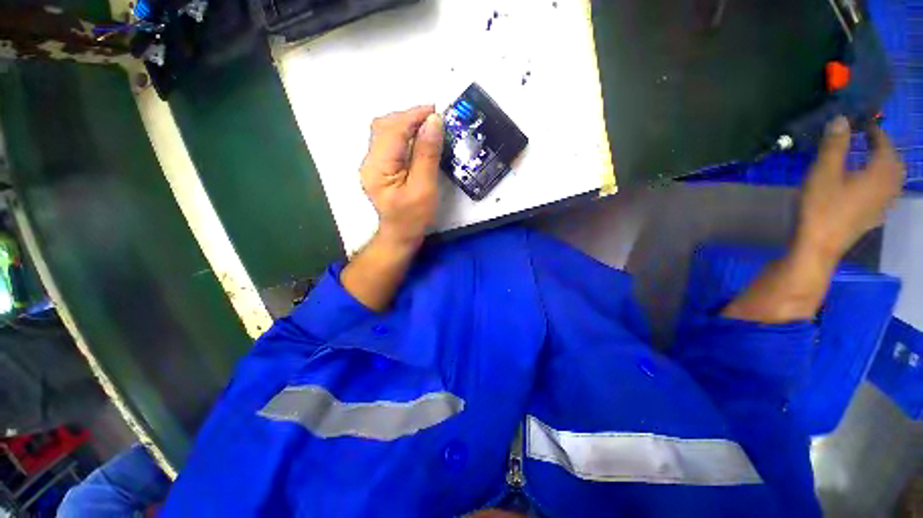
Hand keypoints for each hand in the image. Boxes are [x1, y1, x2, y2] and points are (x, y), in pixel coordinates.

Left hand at [360, 105, 443, 247]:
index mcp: (378, 167)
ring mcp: (373, 164)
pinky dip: (405, 135)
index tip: (436, 111)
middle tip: (434, 119)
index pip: (393, 130)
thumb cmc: (413, 218)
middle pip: (385, 126)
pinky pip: (390, 142)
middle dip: (409, 117)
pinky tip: (419, 139)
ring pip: (386, 132)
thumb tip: (434, 122)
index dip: (414, 116)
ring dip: (407, 124)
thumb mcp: (424, 188)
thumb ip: (427, 155)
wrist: (400, 236)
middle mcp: (370, 161)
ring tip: (428, 126)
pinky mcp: (380, 167)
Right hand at [796, 116, 904, 263]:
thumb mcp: (823, 172)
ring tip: (871, 162)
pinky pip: (885, 195)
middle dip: (885, 149)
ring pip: (893, 180)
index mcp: (880, 173)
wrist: (818, 246)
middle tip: (870, 141)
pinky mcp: (873, 218)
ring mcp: (882, 205)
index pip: (884, 145)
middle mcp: (888, 187)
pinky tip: (872, 188)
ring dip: (885, 167)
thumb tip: (841, 119)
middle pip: (894, 163)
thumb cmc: (821, 207)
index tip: (864, 123)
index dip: (875, 132)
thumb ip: (835, 145)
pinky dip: (881, 185)